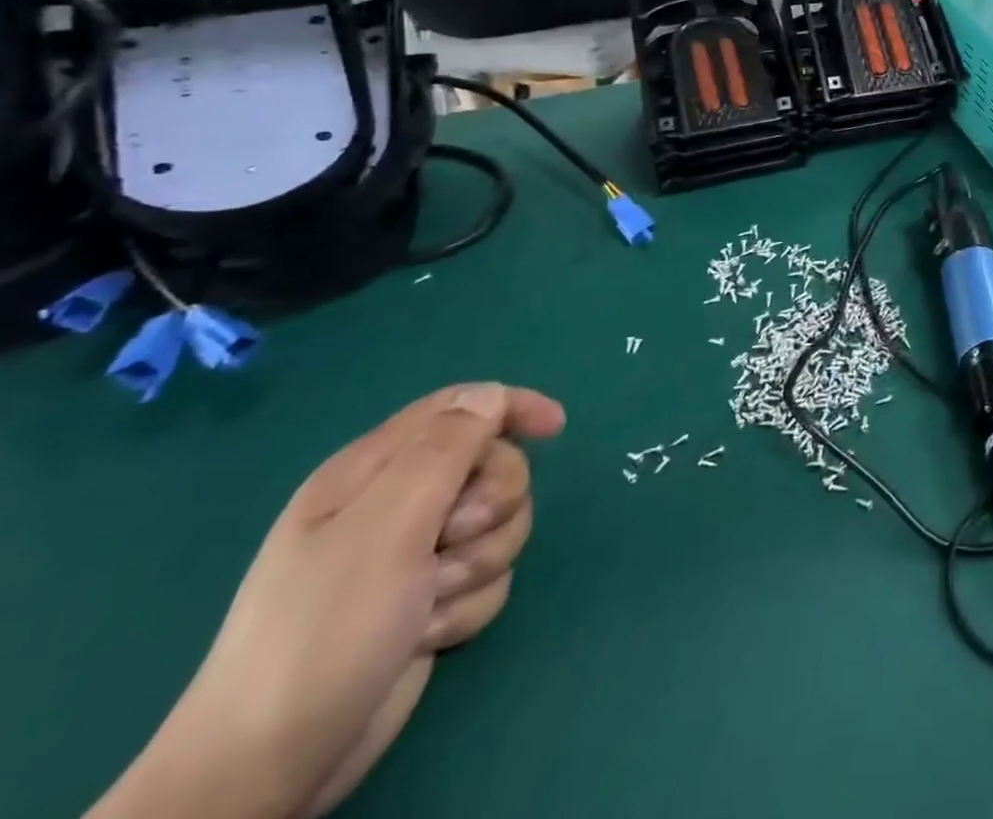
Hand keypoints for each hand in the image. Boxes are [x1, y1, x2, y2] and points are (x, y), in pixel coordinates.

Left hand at [89, 383, 563, 818]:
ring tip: (428, 602)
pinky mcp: (429, 601)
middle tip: (450, 541)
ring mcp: (415, 556)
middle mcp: (398, 504)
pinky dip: (468, 605)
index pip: (462, 407)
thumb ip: (445, 448)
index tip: (555, 430)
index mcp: (375, 470)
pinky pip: (489, 577)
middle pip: (495, 468)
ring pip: (500, 525)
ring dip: (478, 563)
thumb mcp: (386, 525)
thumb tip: (490, 395)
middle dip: (492, 505)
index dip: (514, 407)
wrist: (270, 765)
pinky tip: (426, 635)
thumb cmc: (324, 628)